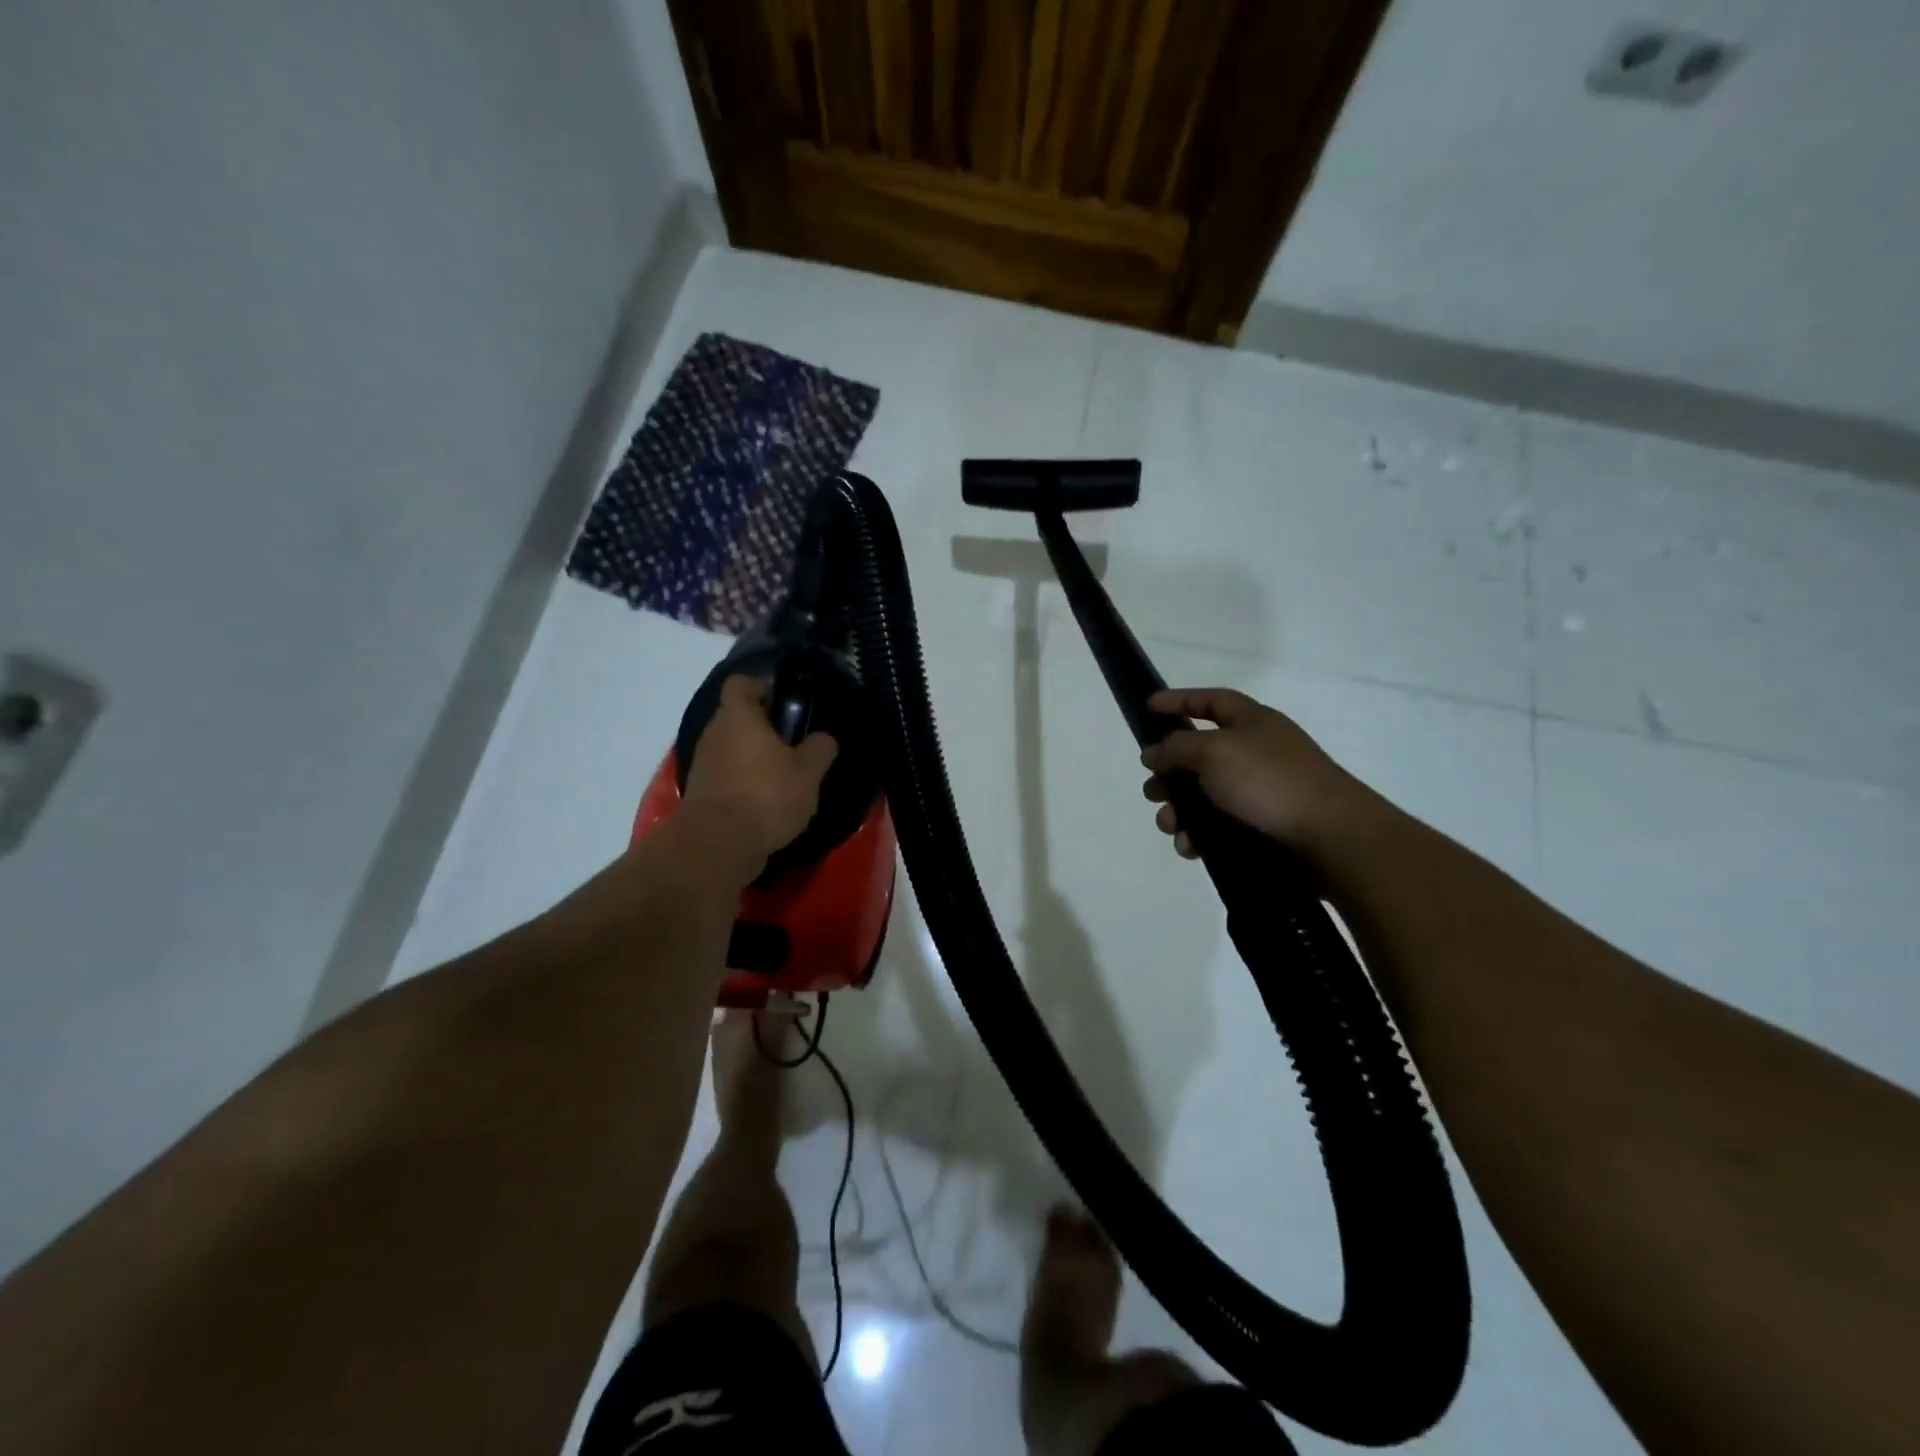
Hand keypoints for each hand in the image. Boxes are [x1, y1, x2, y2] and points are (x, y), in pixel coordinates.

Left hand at [683, 675, 837, 868]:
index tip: (785, 707)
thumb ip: (819, 748)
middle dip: (764, 730)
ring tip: (784, 783)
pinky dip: (743, 784)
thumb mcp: (808, 772)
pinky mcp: (700, 793)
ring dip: (754, 760)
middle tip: (794, 749)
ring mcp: (703, 764)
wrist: (718, 844)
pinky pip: (725, 777)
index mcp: (739, 716)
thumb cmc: (766, 795)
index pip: (742, 683)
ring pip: (732, 749)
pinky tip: (765, 806)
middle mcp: (714, 733)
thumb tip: (822, 739)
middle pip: (738, 718)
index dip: (763, 688)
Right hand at [1139, 687, 1362, 858]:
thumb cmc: (1269, 780)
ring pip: (1203, 797)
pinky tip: (1189, 848)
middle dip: (1169, 773)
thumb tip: (1154, 753)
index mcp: (1252, 722)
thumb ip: (1176, 747)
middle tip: (1152, 790)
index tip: (1147, 708)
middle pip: (1199, 755)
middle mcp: (1255, 753)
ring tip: (1169, 825)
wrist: (1329, 837)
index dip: (1178, 700)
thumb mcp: (1214, 751)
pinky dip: (1199, 836)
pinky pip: (1218, 828)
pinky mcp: (1261, 828)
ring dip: (1178, 810)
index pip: (1210, 701)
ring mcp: (1260, 792)